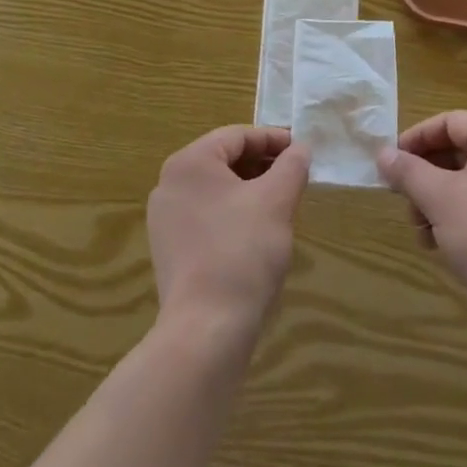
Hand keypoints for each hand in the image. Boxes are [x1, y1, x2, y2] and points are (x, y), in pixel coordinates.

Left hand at [147, 126, 309, 333]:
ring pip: (216, 189)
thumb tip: (300, 149)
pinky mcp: (169, 250)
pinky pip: (206, 216)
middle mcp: (169, 184)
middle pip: (224, 160)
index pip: (237, 136)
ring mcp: (165, 219)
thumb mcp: (278, 200)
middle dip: (262, 165)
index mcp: (190, 162)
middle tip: (294, 175)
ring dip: (250, 189)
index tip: (302, 150)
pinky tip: (257, 233)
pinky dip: (233, 213)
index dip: (273, 139)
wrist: (206, 330)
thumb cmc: (243, 251)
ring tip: (282, 203)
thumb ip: (292, 166)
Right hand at [378, 111, 466, 317]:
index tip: (392, 161)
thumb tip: (383, 154)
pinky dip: (457, 215)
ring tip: (419, 229)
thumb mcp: (439, 198)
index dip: (417, 137)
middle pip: (458, 151)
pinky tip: (438, 243)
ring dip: (436, 199)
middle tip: (403, 198)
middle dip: (425, 175)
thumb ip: (408, 171)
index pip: (450, 121)